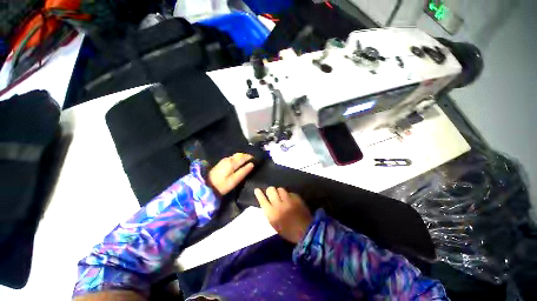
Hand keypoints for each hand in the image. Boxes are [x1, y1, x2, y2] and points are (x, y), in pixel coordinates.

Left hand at [208, 153, 254, 195]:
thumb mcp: (234, 180)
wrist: (206, 185)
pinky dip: (238, 159)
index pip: (244, 157)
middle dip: (247, 156)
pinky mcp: (222, 162)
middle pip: (240, 154)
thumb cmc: (221, 185)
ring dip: (243, 157)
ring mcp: (224, 160)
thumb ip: (243, 172)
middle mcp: (229, 159)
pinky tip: (240, 163)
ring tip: (248, 162)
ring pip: (236, 155)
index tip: (256, 159)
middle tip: (253, 160)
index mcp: (232, 162)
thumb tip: (252, 164)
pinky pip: (233, 157)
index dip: (251, 157)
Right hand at [255, 187, 312, 243]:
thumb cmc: (288, 231)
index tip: (257, 190)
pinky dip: (288, 195)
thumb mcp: (274, 224)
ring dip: (279, 192)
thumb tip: (266, 202)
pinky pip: (289, 192)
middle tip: (271, 193)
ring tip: (281, 196)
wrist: (306, 232)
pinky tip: (290, 199)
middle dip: (270, 190)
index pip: (262, 200)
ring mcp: (289, 200)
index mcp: (272, 214)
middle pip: (271, 190)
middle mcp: (279, 205)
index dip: (259, 193)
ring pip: (280, 189)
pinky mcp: (297, 198)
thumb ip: (269, 212)